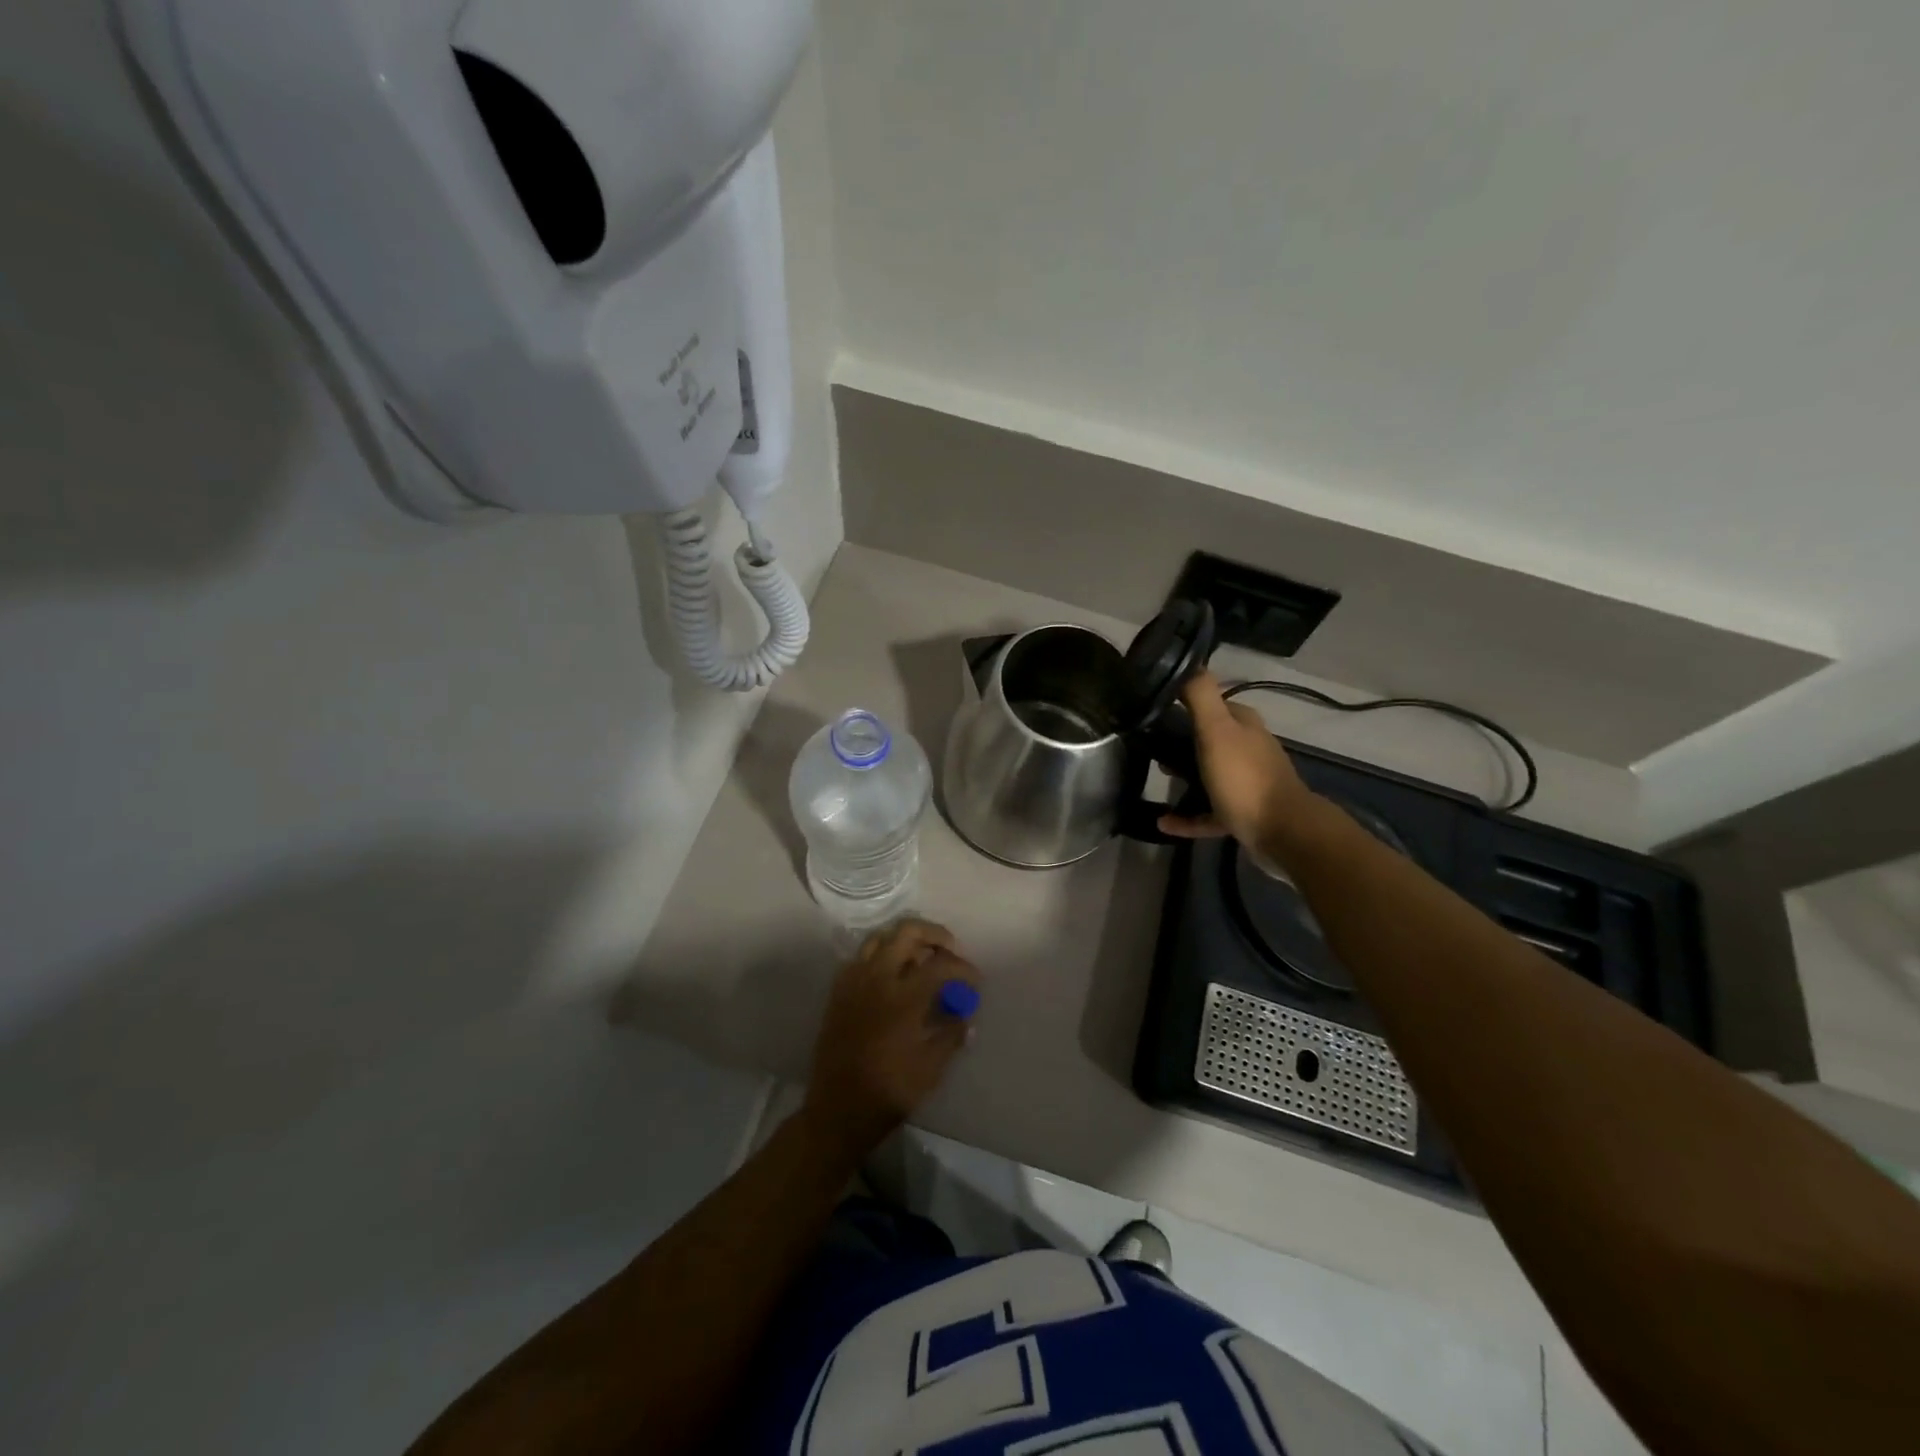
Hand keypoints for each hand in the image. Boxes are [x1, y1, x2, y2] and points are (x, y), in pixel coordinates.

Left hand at [802, 919, 981, 1160]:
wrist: (839, 1109)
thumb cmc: (890, 1091)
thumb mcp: (931, 1067)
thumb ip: (952, 1033)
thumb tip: (966, 1014)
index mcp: (903, 997)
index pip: (940, 964)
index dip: (963, 968)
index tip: (974, 980)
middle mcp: (876, 978)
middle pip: (907, 932)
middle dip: (934, 935)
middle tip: (950, 950)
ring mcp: (854, 981)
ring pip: (880, 937)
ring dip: (905, 940)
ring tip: (922, 957)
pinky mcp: (839, 991)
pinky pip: (861, 957)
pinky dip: (880, 955)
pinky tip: (892, 975)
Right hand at [1160, 671, 1317, 850]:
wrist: (1283, 832)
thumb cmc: (1245, 777)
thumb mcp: (1217, 731)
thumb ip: (1201, 697)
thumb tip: (1187, 663)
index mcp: (1244, 726)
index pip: (1212, 705)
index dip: (1184, 704)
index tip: (1154, 711)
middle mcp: (1248, 749)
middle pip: (1210, 740)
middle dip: (1181, 742)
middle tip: (1152, 748)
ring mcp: (1248, 783)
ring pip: (1210, 775)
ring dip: (1184, 777)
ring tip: (1158, 778)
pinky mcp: (1244, 814)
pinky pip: (1208, 813)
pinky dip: (1187, 816)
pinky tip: (1164, 822)